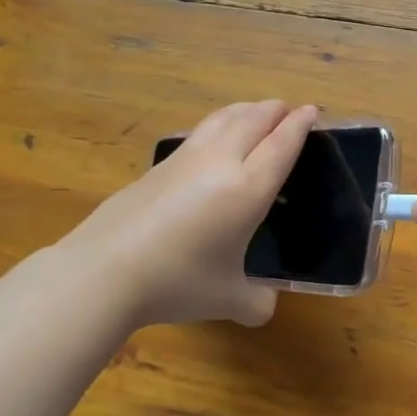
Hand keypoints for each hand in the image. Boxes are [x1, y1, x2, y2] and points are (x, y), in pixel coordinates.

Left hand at [64, 100, 317, 328]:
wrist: (105, 270)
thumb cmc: (178, 281)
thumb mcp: (228, 299)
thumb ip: (256, 301)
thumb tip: (265, 306)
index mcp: (247, 189)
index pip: (281, 145)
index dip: (299, 125)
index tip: (311, 110)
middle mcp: (220, 162)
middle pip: (253, 120)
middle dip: (275, 110)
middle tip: (288, 109)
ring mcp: (185, 159)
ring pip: (223, 118)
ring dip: (245, 110)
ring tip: (255, 111)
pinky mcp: (157, 166)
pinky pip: (199, 132)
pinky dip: (218, 125)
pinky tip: (214, 138)